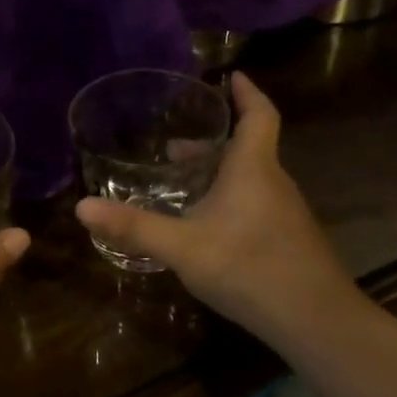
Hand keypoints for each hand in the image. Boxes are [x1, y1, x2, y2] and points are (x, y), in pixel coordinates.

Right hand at [75, 74, 367, 351]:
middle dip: (213, 141)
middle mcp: (273, 183)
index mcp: (253, 169)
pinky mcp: (287, 240)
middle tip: (174, 144)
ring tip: (183, 183)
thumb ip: (134, 227)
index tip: (232, 75)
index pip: (258, 115)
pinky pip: (255, 203)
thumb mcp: (182, 247)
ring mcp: (285, 214)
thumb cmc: (249, 268)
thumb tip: (81, 207)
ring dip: (219, 172)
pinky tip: (206, 227)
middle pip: (248, 148)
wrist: (315, 320)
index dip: (247, 93)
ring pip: (251, 179)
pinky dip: (229, 199)